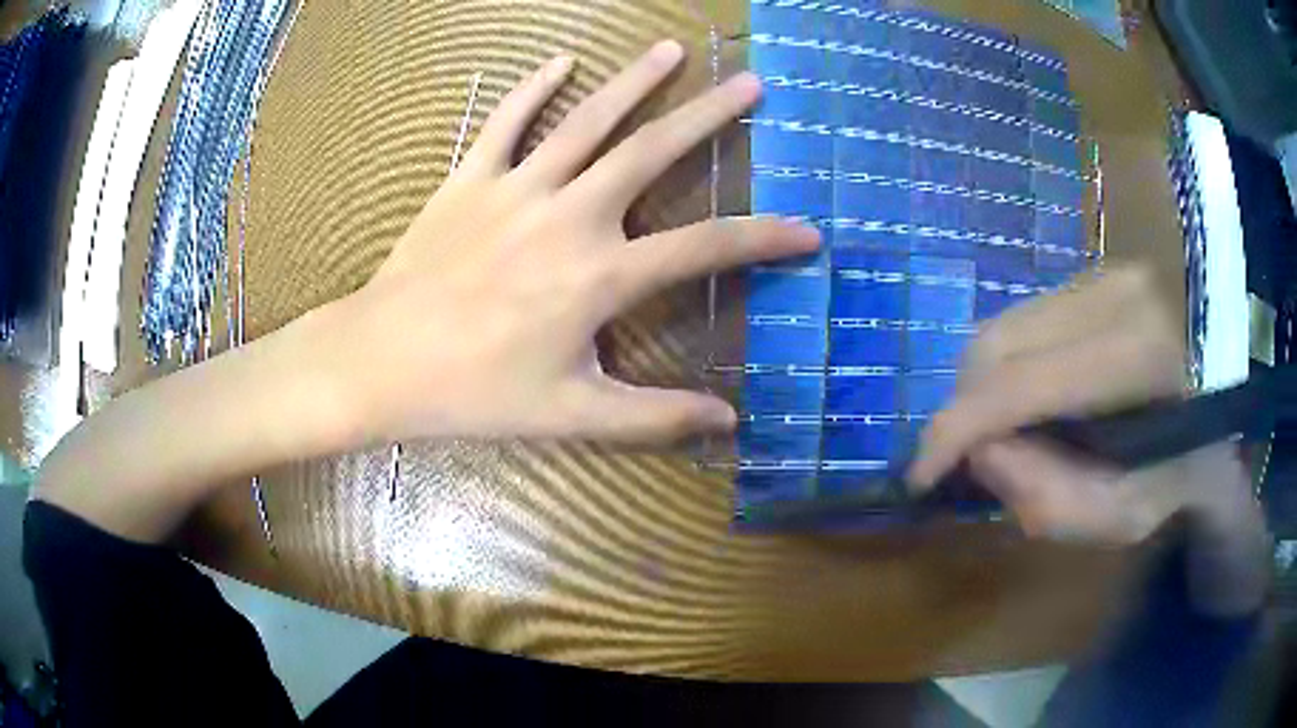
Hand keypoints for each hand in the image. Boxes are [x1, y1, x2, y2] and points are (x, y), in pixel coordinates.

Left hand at [310, 42, 818, 445]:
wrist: (383, 361)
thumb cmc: (475, 392)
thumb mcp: (571, 414)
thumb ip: (654, 417)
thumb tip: (728, 421)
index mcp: (600, 275)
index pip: (705, 249)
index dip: (764, 240)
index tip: (809, 232)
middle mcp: (570, 216)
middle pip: (653, 153)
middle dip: (709, 117)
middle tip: (749, 85)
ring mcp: (517, 189)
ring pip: (587, 121)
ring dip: (634, 82)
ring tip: (671, 51)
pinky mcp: (470, 180)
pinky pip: (506, 122)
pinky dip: (532, 88)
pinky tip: (560, 60)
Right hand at [907, 267, 1256, 544]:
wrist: (1224, 408)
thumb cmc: (1182, 473)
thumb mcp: (1125, 517)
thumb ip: (1052, 500)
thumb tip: (983, 454)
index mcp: (1140, 354)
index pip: (1021, 382)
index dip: (956, 429)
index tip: (921, 474)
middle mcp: (1118, 290)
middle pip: (998, 343)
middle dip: (967, 409)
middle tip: (974, 462)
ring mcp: (1107, 270)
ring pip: (1004, 325)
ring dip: (987, 387)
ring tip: (1008, 433)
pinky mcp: (1098, 270)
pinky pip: (1026, 319)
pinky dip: (1011, 365)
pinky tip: (1034, 398)